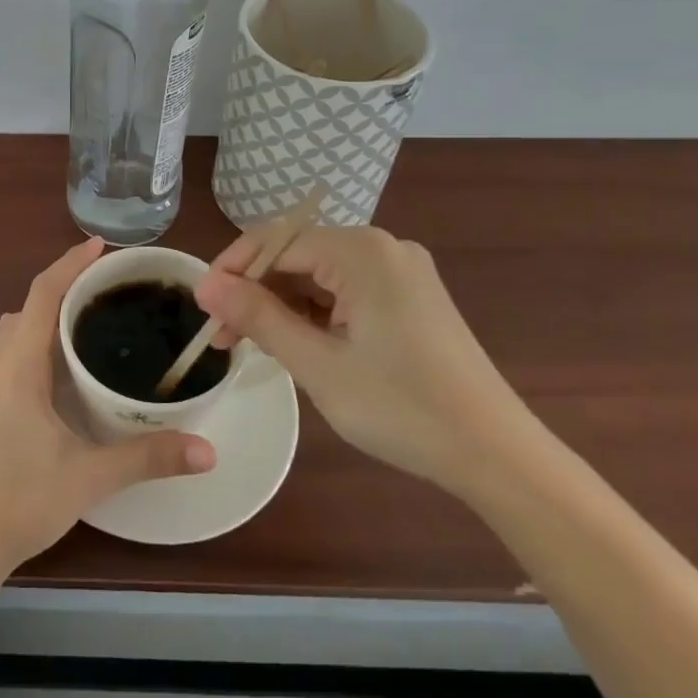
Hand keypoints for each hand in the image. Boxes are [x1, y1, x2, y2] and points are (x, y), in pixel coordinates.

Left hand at [0, 237, 215, 579]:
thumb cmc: (21, 499)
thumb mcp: (90, 476)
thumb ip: (149, 457)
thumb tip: (208, 450)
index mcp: (17, 365)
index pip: (42, 294)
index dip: (70, 264)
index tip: (100, 245)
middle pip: (28, 307)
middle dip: (63, 287)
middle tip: (107, 288)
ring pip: (15, 330)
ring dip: (46, 316)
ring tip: (88, 323)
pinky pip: (9, 353)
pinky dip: (35, 341)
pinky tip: (62, 370)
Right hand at [194, 226, 534, 496]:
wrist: (497, 456)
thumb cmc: (402, 407)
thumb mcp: (317, 364)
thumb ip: (258, 316)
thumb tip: (206, 284)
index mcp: (362, 252)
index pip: (276, 242)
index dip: (232, 270)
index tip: (200, 306)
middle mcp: (383, 248)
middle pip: (298, 256)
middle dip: (256, 291)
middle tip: (223, 336)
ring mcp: (401, 273)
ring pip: (320, 276)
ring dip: (282, 305)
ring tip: (252, 344)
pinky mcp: (410, 298)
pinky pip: (346, 291)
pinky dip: (315, 314)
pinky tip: (297, 343)